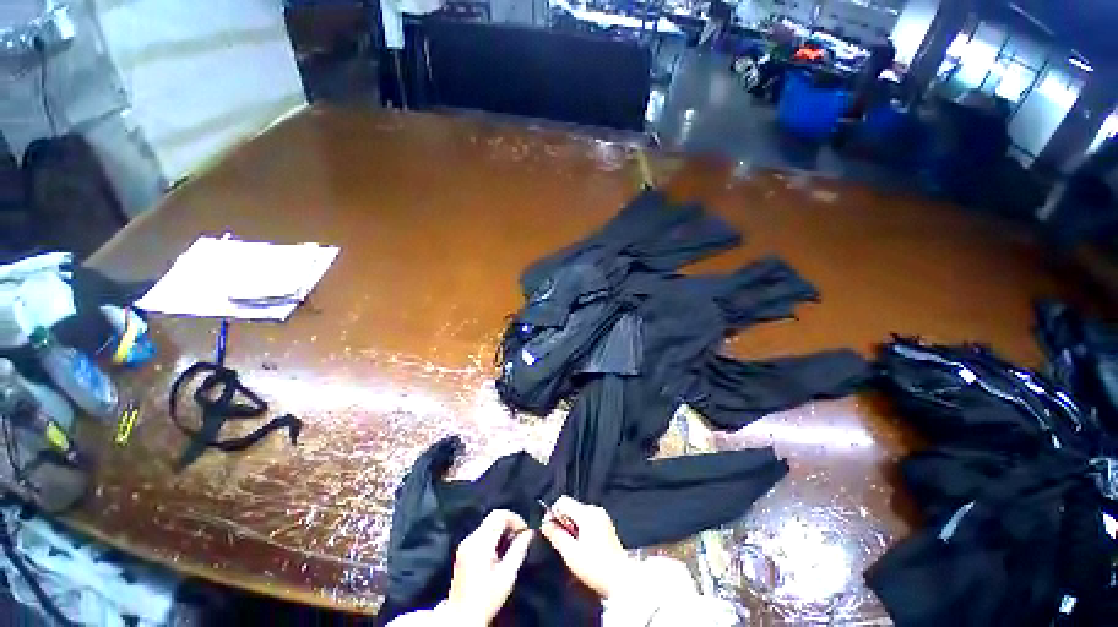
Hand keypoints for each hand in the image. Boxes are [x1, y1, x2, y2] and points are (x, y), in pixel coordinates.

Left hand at [445, 510, 533, 624]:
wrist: (462, 617)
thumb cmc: (486, 598)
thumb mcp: (507, 574)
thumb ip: (519, 549)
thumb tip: (529, 533)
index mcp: (480, 543)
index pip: (499, 515)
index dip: (515, 518)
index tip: (525, 531)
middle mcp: (470, 539)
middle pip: (493, 517)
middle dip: (510, 523)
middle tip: (521, 537)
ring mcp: (465, 544)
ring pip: (488, 524)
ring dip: (502, 529)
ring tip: (512, 545)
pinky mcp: (463, 551)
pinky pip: (482, 533)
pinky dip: (494, 536)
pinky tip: (500, 551)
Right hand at [540, 496, 632, 599]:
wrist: (622, 580)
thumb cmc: (595, 566)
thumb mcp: (571, 553)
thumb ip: (556, 535)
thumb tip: (545, 524)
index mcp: (587, 513)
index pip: (563, 501)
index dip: (553, 513)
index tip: (550, 530)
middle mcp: (595, 510)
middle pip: (572, 507)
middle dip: (563, 522)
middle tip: (560, 542)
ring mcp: (603, 517)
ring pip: (579, 514)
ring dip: (571, 527)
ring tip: (571, 547)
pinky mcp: (607, 526)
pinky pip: (588, 520)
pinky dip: (581, 529)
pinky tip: (582, 547)